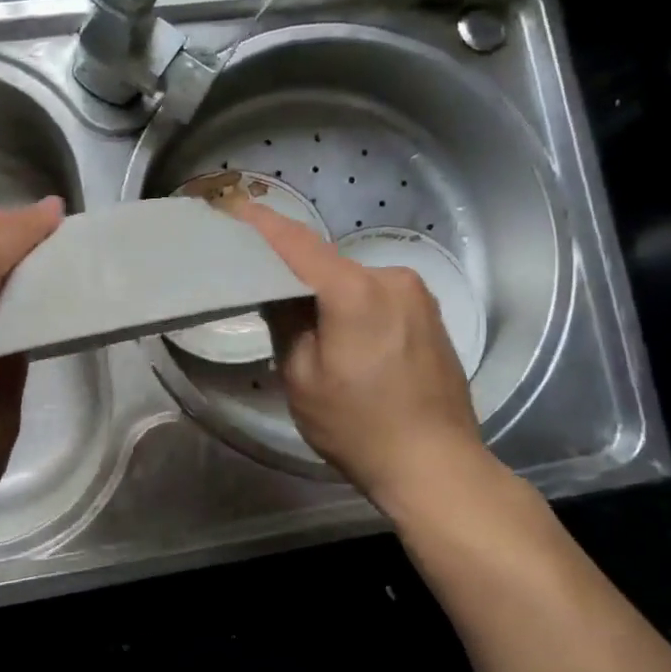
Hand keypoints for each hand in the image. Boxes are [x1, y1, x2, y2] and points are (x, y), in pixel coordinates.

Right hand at [234, 202, 502, 511]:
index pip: (298, 244)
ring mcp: (418, 294)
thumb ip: (286, 323)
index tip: (233, 205)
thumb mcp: (302, 379)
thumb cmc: (359, 427)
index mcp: (355, 291)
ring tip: (307, 324)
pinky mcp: (431, 314)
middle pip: (328, 263)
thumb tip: (278, 292)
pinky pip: (379, 296)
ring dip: (327, 292)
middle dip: (294, 271)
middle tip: (262, 287)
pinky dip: (355, 304)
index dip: (262, 224)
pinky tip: (347, 336)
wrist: (437, 465)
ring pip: (354, 281)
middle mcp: (391, 278)